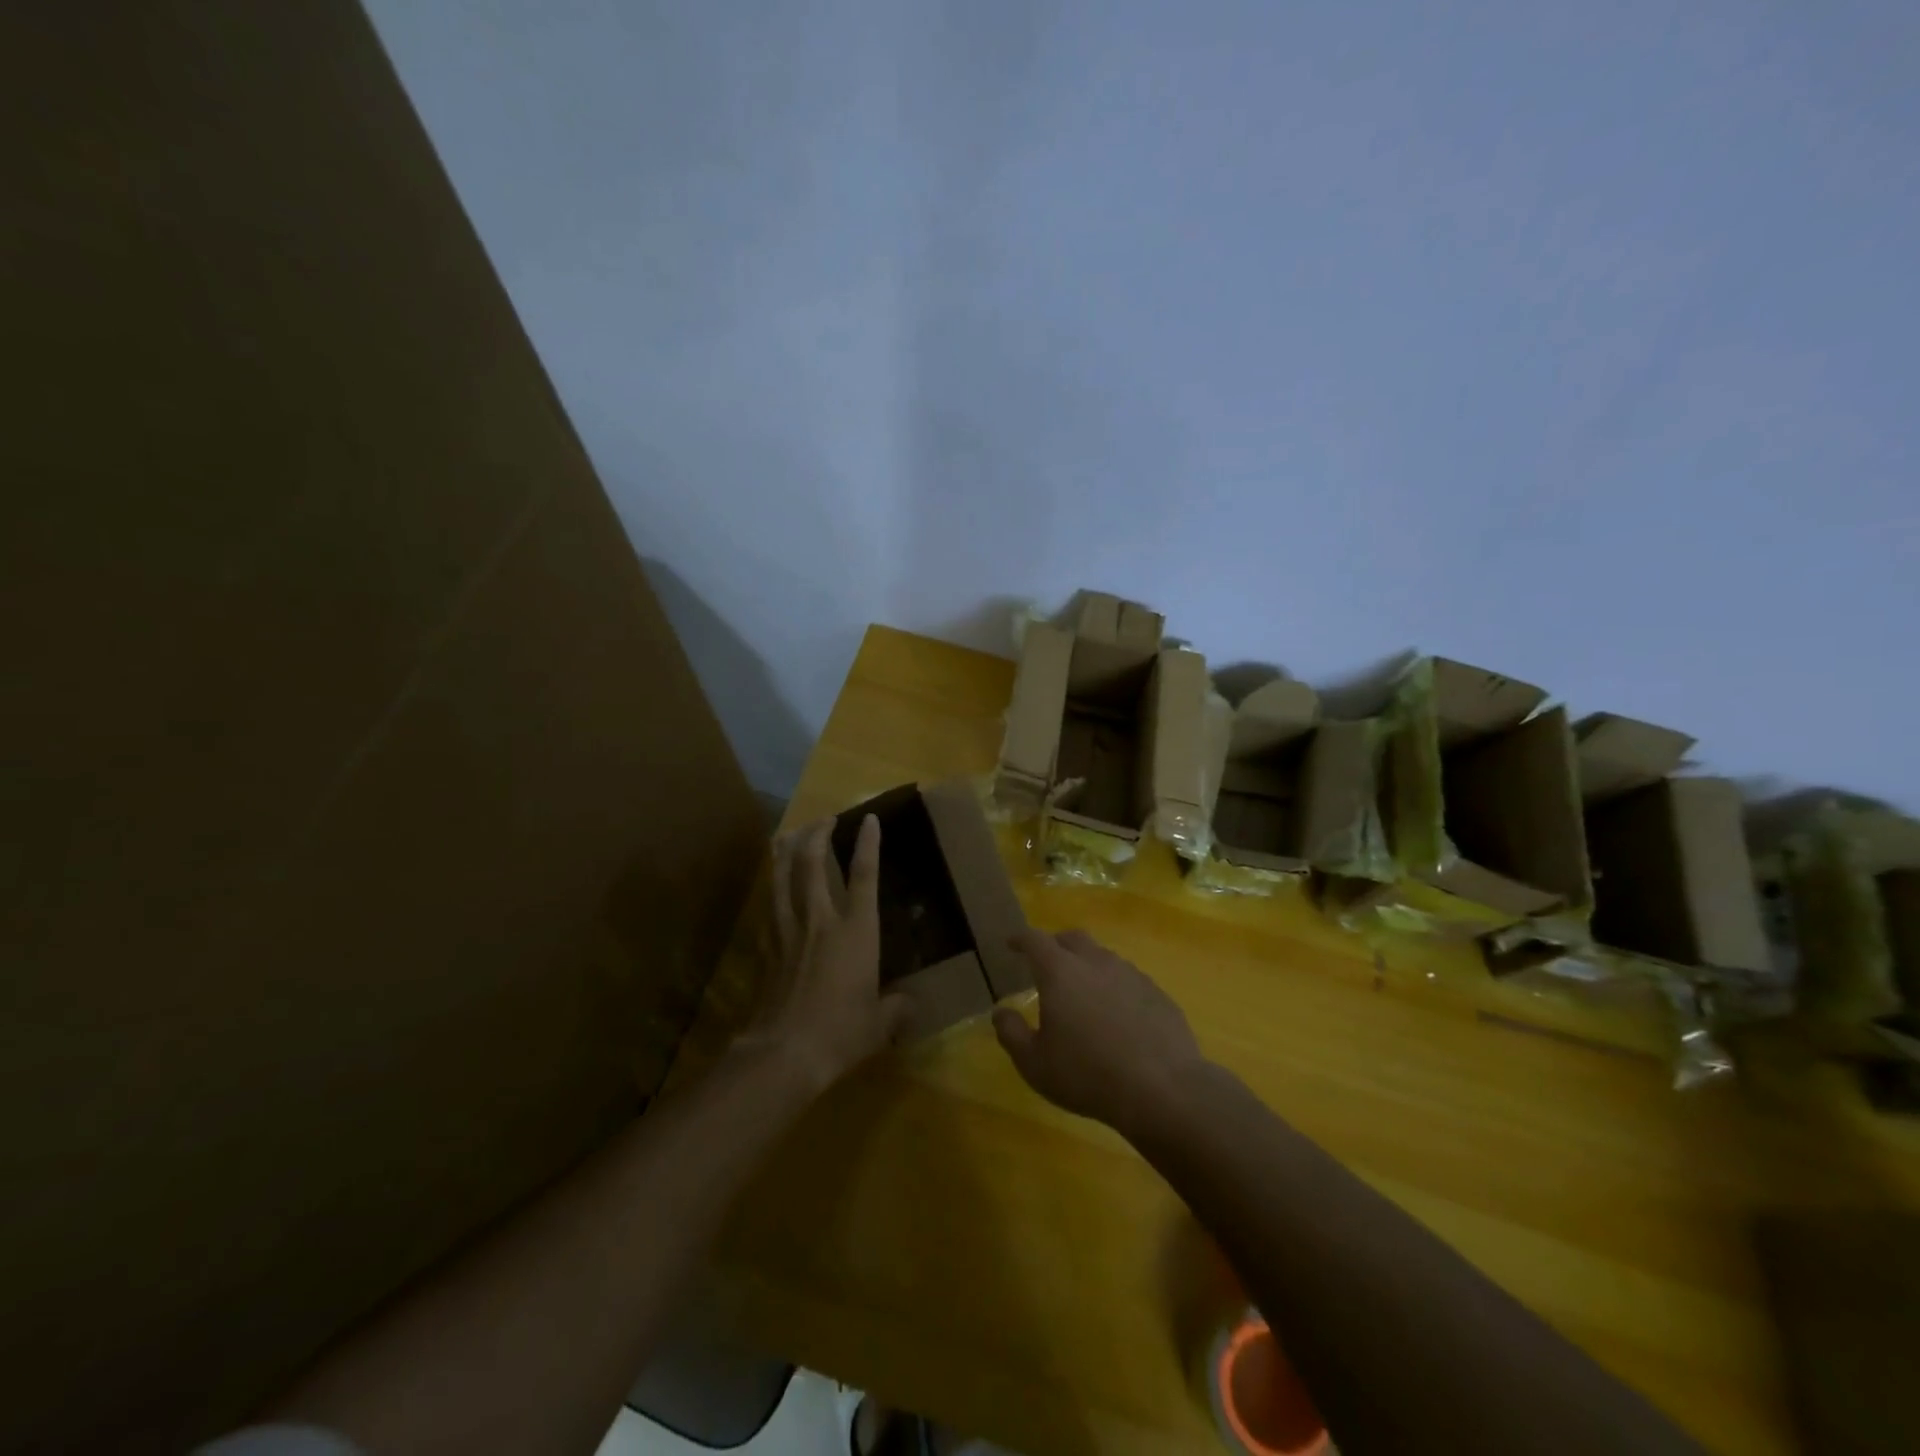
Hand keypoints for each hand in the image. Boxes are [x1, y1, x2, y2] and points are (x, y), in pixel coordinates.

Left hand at [750, 816, 909, 1091]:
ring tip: (788, 833)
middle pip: (811, 863)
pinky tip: (772, 885)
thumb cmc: (840, 1033)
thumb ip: (896, 1007)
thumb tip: (909, 1004)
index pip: (864, 876)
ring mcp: (788, 931)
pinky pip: (769, 905)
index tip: (868, 818)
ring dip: (786, 850)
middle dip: (817, 834)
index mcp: (855, 931)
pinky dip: (772, 887)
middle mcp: (820, 920)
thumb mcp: (880, 1023)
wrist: (783, 1053)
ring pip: (782, 877)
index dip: (868, 844)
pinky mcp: (765, 947)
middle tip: (824, 819)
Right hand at [992, 929, 1208, 1137]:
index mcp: (1060, 971)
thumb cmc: (1087, 1074)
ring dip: (1087, 965)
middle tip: (1046, 962)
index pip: (1035, 940)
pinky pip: (1128, 980)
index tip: (1011, 943)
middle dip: (1055, 944)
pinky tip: (1116, 1015)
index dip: (1020, 939)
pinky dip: (1115, 987)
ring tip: (1082, 991)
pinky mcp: (1157, 993)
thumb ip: (1011, 1033)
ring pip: (1103, 957)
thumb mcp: (1034, 1063)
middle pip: (1072, 938)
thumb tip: (1001, 1012)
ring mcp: (1131, 974)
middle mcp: (1095, 962)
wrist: (1162, 1088)